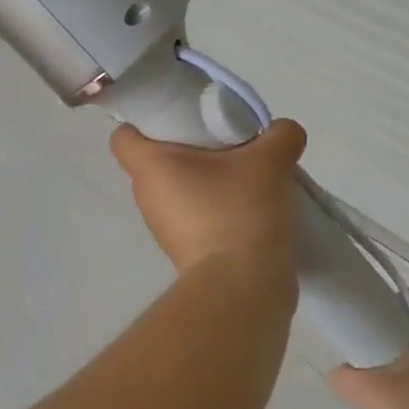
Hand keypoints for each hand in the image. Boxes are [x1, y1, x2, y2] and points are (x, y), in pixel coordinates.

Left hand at [109, 119, 307, 277]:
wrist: (243, 290)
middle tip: (227, 141)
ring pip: (179, 189)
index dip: (145, 122)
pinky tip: (250, 207)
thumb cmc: (240, 212)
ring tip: (246, 175)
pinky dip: (217, 208)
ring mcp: (164, 228)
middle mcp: (147, 196)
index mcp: (150, 167)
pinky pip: (195, 216)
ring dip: (208, 180)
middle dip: (190, 148)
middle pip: (158, 160)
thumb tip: (283, 133)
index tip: (180, 119)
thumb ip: (280, 135)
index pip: (124, 136)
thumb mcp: (270, 162)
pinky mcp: (186, 252)